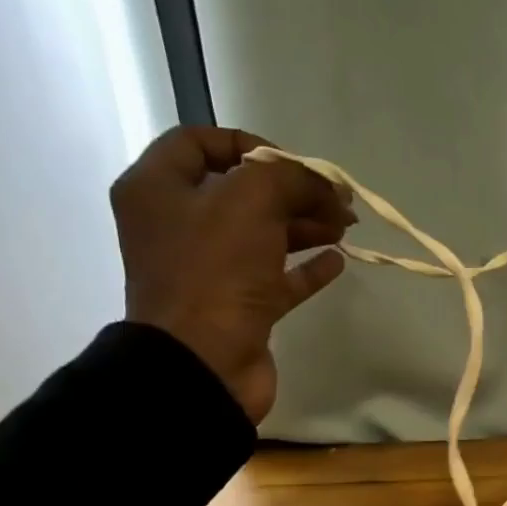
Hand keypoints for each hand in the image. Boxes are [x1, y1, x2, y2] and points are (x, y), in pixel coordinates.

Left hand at [112, 126, 354, 422]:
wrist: (204, 363)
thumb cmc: (215, 271)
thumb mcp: (250, 202)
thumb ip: (289, 178)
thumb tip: (323, 184)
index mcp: (159, 189)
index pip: (200, 142)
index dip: (251, 145)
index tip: (296, 165)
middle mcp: (179, 225)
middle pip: (243, 192)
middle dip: (294, 191)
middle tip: (339, 200)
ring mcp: (209, 269)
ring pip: (264, 235)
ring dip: (306, 226)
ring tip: (347, 227)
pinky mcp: (239, 307)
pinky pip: (277, 278)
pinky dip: (307, 267)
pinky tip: (338, 261)